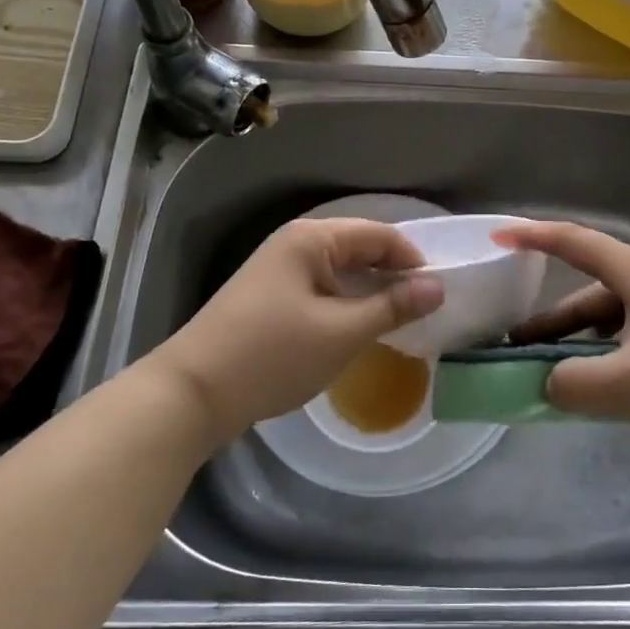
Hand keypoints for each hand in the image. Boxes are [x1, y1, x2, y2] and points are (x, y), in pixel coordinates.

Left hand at [153, 218, 443, 444]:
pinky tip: (360, 330)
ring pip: (341, 272)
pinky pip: (322, 290)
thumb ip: (392, 306)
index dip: (412, 260)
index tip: (437, 294)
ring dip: (370, 293)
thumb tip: (437, 286)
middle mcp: (295, 244)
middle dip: (393, 276)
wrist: (192, 393)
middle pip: (359, 249)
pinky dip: (346, 305)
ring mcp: (279, 270)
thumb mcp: (341, 332)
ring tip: (399, 323)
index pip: (379, 234)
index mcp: (312, 238)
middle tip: (424, 311)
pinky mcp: (271, 297)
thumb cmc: (272, 355)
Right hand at [495, 221, 629, 433]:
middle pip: (593, 292)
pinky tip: (621, 385)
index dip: (534, 238)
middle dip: (554, 321)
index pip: (574, 243)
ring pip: (621, 317)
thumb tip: (548, 383)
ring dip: (588, 342)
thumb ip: (575, 386)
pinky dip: (620, 352)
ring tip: (567, 378)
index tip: (499, 238)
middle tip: (520, 350)